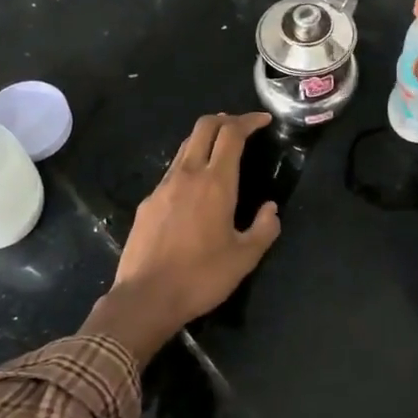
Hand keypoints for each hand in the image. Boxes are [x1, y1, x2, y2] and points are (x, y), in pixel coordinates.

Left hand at [83, 113, 282, 363]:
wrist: (146, 297)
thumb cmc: (202, 277)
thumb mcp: (245, 258)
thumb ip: (264, 229)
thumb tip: (271, 209)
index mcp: (216, 183)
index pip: (231, 134)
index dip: (248, 121)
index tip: (263, 121)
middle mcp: (187, 175)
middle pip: (203, 128)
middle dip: (225, 120)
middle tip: (242, 128)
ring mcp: (162, 187)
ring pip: (184, 148)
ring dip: (205, 141)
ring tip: (220, 154)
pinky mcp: (147, 204)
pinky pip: (171, 173)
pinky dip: (188, 167)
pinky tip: (194, 189)